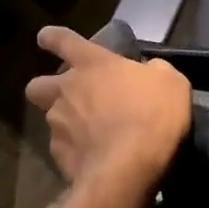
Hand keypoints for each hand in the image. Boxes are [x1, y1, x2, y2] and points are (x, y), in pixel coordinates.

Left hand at [24, 26, 191, 204]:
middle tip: (69, 97)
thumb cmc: (152, 115)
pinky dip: (75, 150)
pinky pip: (63, 148)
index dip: (51, 37)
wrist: (129, 170)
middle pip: (37, 85)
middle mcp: (67, 90)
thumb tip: (148, 72)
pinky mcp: (58, 157)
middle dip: (46, 88)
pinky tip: (94, 157)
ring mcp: (59, 125)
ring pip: (51, 119)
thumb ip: (154, 71)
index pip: (62, 40)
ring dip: (67, 122)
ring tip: (92, 134)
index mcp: (92, 64)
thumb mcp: (171, 82)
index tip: (44, 37)